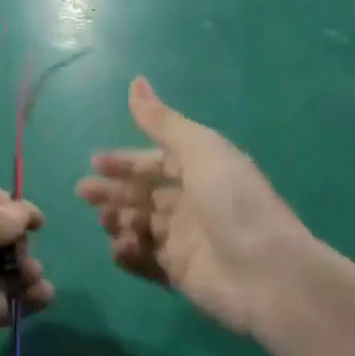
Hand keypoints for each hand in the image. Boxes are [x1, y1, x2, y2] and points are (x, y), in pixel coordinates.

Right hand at [76, 78, 312, 335]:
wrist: (269, 275)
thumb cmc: (233, 201)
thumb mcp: (199, 149)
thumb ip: (161, 121)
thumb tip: (136, 80)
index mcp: (200, 170)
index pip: (155, 162)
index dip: (125, 161)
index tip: (95, 162)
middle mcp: (192, 203)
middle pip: (143, 194)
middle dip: (112, 191)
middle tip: (84, 193)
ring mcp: (186, 240)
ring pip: (140, 225)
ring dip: (119, 220)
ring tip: (107, 221)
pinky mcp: (181, 274)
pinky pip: (146, 260)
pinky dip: (129, 253)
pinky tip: (120, 247)